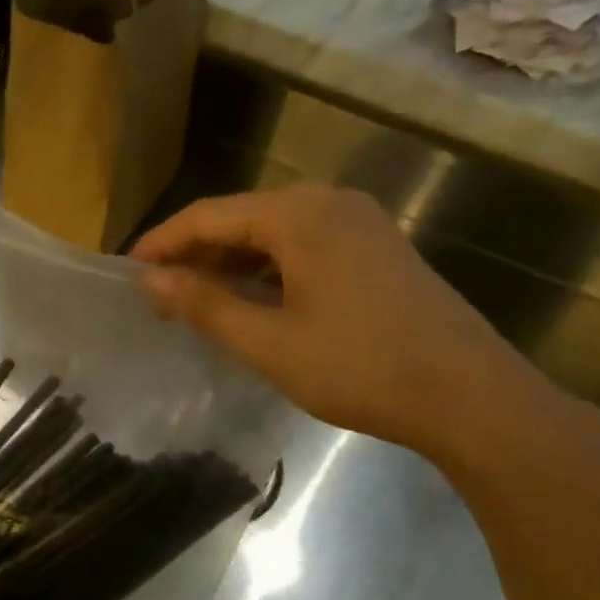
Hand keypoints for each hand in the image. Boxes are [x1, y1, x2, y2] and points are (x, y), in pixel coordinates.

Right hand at [133, 184, 568, 466]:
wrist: (471, 396)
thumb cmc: (360, 367)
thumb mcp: (269, 342)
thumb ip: (205, 304)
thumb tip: (151, 279)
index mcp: (299, 215)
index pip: (209, 216)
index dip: (163, 242)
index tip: (128, 271)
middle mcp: (329, 203)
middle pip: (241, 218)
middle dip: (196, 254)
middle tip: (158, 293)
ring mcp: (359, 223)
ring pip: (273, 233)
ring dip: (230, 263)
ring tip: (194, 299)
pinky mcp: (376, 248)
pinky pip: (303, 246)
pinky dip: (267, 269)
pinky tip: (250, 300)